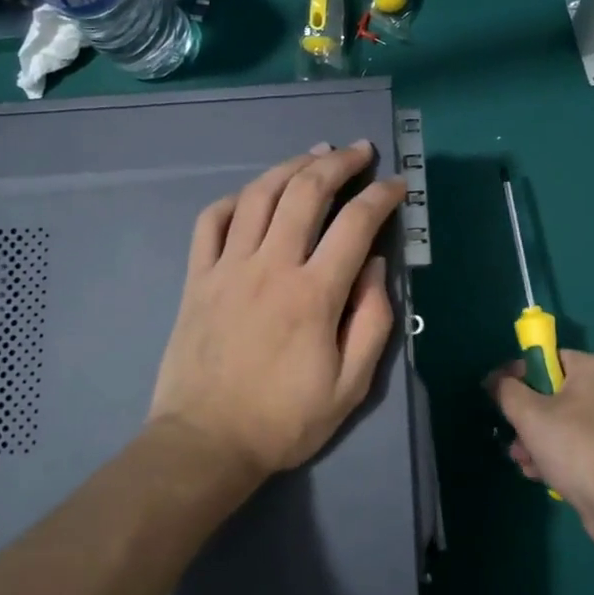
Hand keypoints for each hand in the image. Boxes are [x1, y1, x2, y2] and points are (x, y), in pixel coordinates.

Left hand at [149, 142, 406, 477]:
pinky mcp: (197, 277)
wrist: (205, 443)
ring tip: (315, 155)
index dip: (381, 196)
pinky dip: (236, 198)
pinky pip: (212, 220)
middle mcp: (271, 267)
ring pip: (260, 194)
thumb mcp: (350, 386)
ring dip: (291, 166)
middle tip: (360, 151)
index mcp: (314, 294)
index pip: (356, 224)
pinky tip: (255, 194)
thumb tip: (374, 266)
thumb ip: (371, 321)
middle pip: (306, 192)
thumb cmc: (284, 420)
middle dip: (339, 163)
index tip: (396, 185)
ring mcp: (228, 267)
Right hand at [487, 350, 593, 554]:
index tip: (495, 394)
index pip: (546, 359)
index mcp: (593, 368)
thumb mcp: (529, 414)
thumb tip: (496, 381)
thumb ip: (507, 391)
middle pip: (551, 393)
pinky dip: (554, 455)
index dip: (517, 374)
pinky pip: (574, 445)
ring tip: (521, 460)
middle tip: (509, 433)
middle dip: (524, 416)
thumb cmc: (574, 445)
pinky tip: (537, 473)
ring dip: (534, 439)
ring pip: (560, 422)